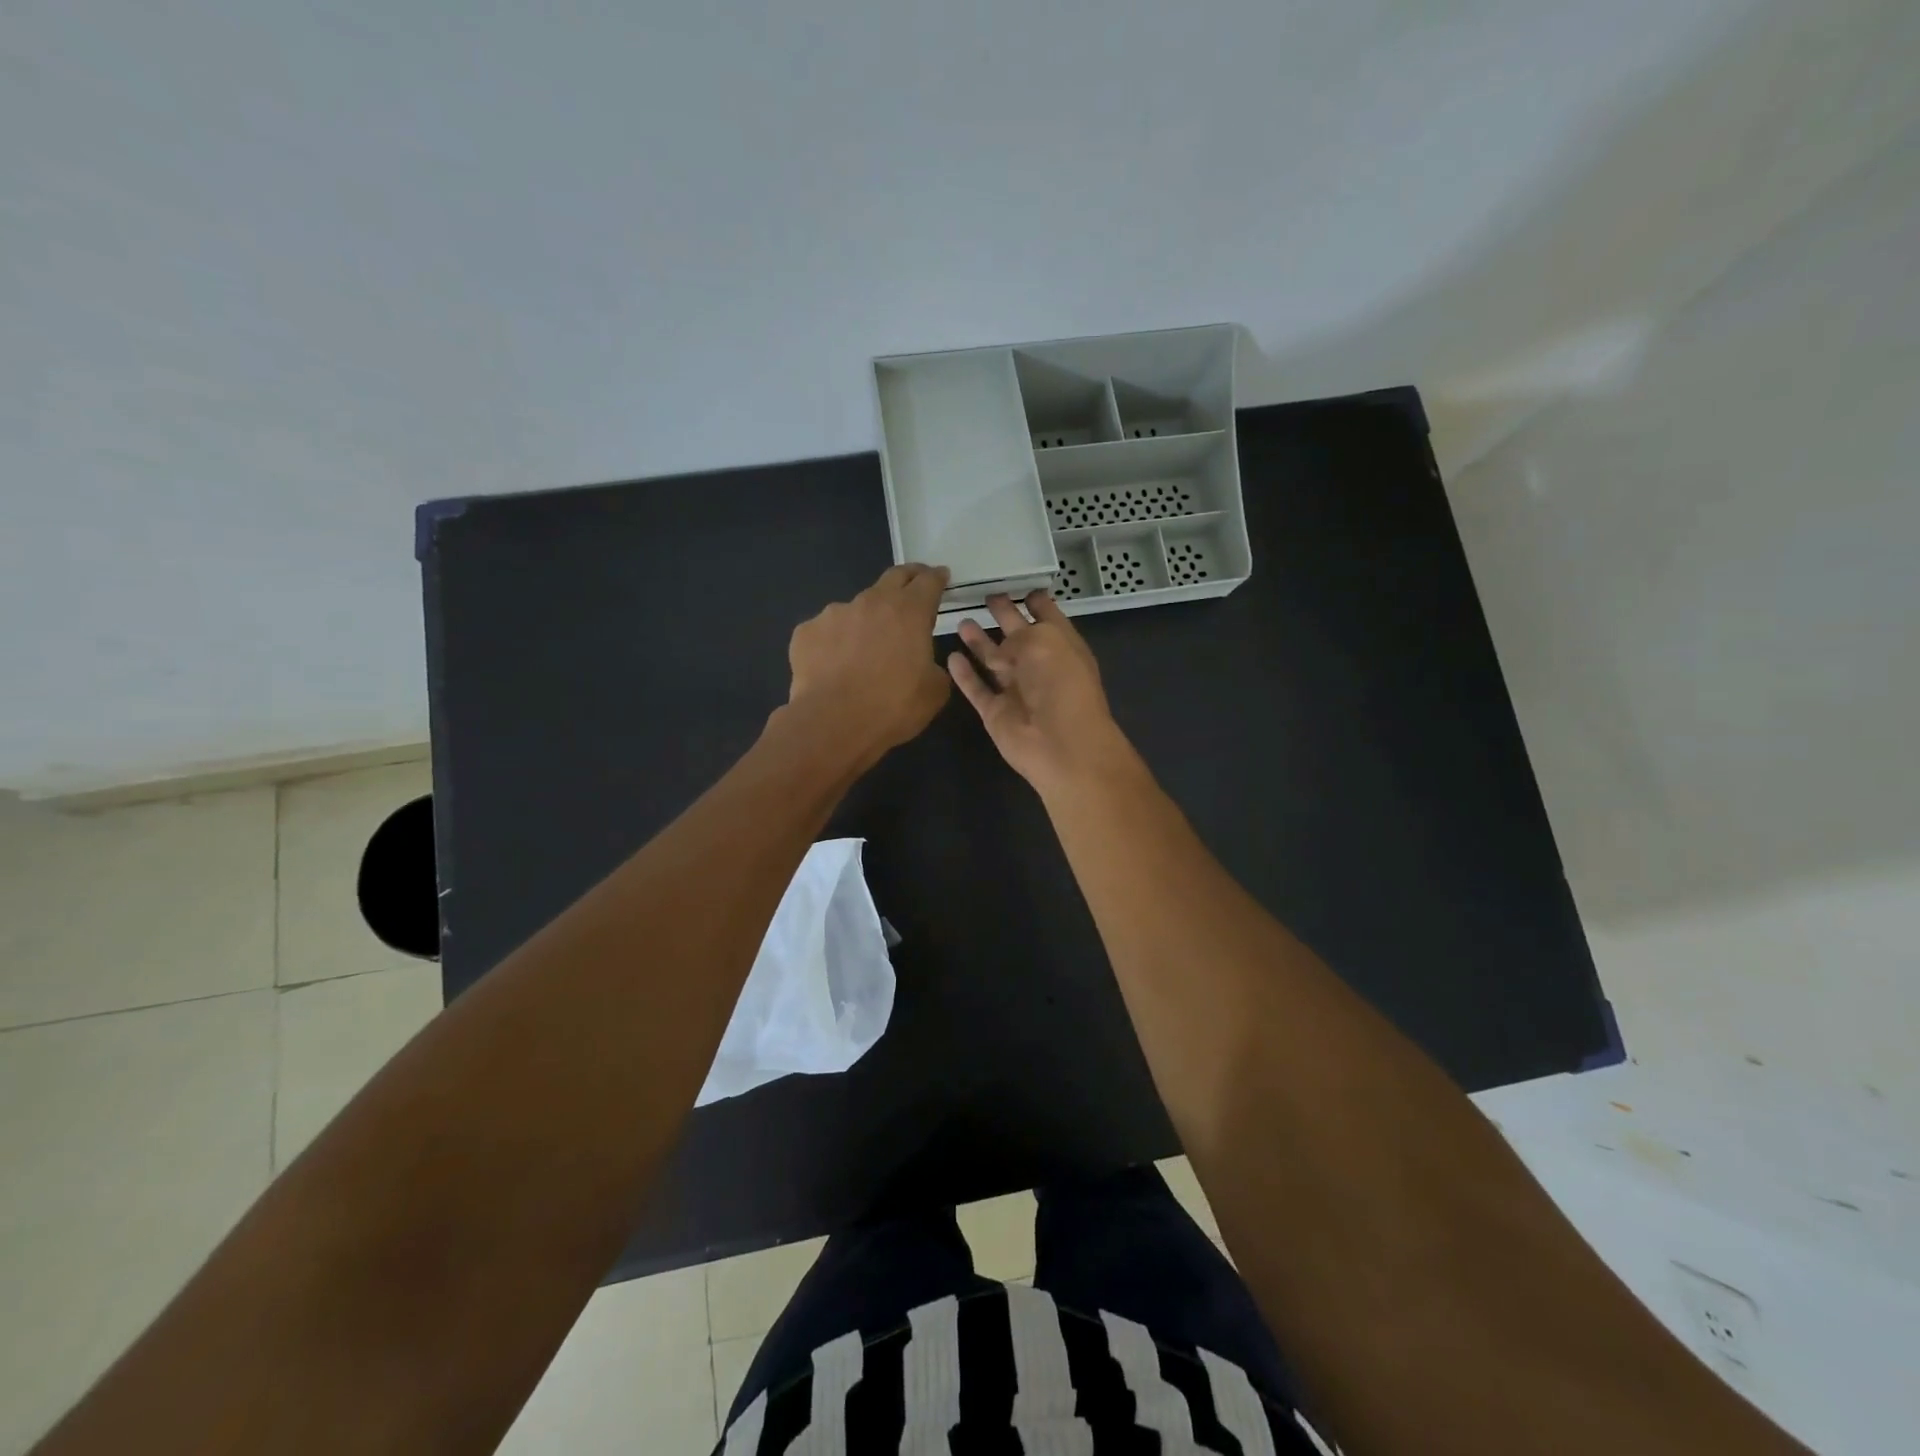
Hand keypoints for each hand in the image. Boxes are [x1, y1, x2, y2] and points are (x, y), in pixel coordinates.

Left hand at [784, 563, 951, 765]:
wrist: (833, 723)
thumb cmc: (892, 706)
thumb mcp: (934, 692)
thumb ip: (934, 668)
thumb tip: (924, 664)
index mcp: (909, 611)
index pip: (928, 581)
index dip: (937, 578)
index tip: (941, 577)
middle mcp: (871, 602)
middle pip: (893, 578)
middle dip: (908, 578)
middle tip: (913, 586)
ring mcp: (834, 614)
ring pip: (857, 608)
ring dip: (867, 619)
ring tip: (865, 648)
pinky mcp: (806, 632)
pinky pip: (827, 632)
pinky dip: (835, 642)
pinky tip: (834, 666)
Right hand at [947, 591, 1133, 795]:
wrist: (1060, 744)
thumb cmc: (1061, 684)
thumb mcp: (1044, 642)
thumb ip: (1018, 635)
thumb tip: (999, 649)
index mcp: (1061, 646)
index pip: (1048, 617)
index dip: (1036, 601)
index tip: (1020, 585)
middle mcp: (1040, 667)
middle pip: (1018, 636)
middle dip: (1004, 616)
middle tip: (986, 596)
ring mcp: (1017, 691)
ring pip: (994, 661)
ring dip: (979, 642)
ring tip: (962, 621)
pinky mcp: (996, 713)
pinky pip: (977, 689)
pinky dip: (964, 675)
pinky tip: (951, 657)